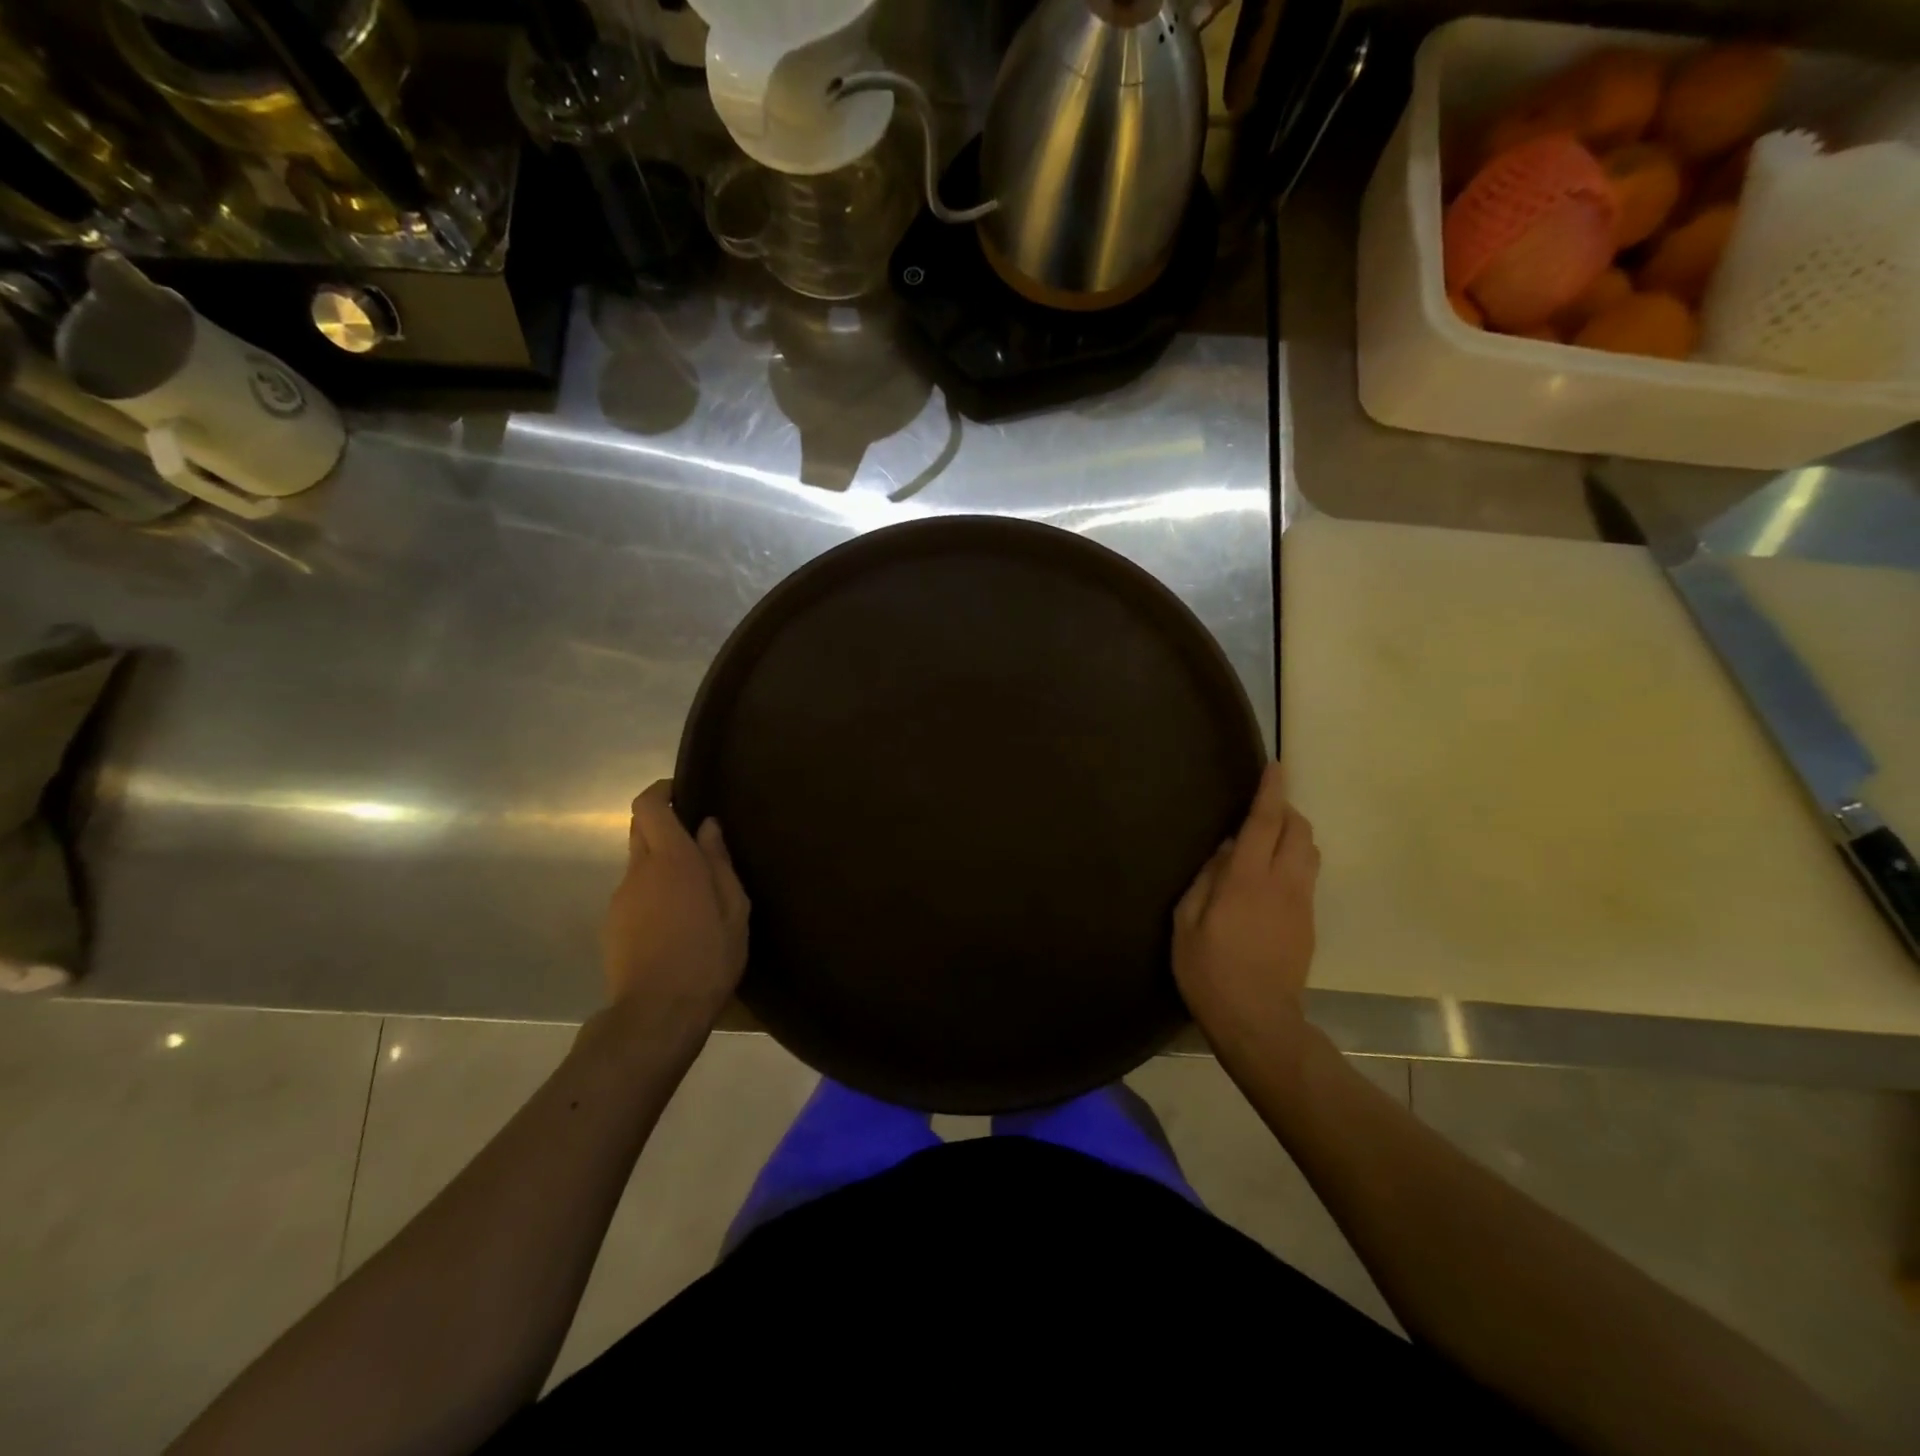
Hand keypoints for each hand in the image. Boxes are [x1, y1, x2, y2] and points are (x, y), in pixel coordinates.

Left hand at [601, 781, 748, 1031]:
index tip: (682, 792)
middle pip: (640, 829)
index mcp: (672, 860)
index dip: (661, 791)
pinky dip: (653, 892)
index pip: (648, 806)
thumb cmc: (707, 957)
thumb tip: (708, 827)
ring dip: (662, 864)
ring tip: (694, 893)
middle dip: (663, 824)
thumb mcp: (734, 909)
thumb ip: (719, 862)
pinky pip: (634, 893)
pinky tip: (675, 922)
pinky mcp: (612, 924)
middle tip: (697, 842)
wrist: (657, 1015)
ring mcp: (620, 898)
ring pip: (639, 864)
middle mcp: (639, 870)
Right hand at [1173, 762, 1320, 1054]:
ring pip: (1309, 852)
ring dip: (1294, 835)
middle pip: (1299, 831)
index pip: (1265, 823)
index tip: (1275, 767)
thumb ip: (1205, 881)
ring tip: (1267, 840)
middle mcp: (1282, 884)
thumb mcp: (1186, 924)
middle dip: (1286, 810)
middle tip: (1261, 808)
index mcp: (1248, 880)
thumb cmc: (1209, 971)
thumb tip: (1223, 851)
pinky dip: (1293, 861)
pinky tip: (1269, 878)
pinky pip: (1306, 876)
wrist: (1258, 1021)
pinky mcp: (1308, 923)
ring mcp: (1301, 904)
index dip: (1271, 792)